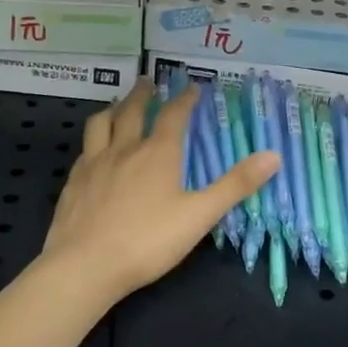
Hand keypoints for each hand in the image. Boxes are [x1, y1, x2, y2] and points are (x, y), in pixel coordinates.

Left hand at [41, 79, 279, 304]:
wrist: (85, 265)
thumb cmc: (148, 241)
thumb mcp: (200, 215)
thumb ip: (235, 185)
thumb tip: (274, 155)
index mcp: (158, 154)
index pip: (173, 115)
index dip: (185, 99)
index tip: (192, 87)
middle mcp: (125, 149)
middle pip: (132, 111)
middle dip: (144, 94)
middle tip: (149, 81)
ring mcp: (94, 164)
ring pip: (101, 123)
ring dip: (113, 108)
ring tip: (118, 104)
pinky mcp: (73, 182)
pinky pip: (84, 149)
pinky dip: (94, 139)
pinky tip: (94, 149)